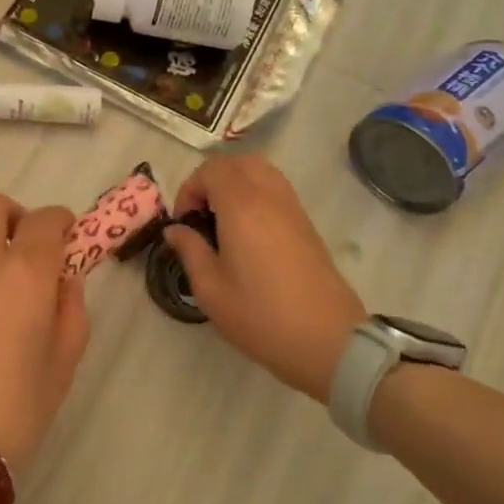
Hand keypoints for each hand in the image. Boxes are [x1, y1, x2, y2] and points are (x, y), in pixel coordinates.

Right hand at [165, 155, 366, 399]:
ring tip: (221, 222)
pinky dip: (255, 196)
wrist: (328, 341)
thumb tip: (175, 230)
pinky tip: (246, 234)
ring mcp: (293, 209)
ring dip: (235, 184)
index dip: (190, 189)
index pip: (211, 170)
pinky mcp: (307, 224)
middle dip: (211, 179)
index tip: (183, 223)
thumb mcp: (210, 289)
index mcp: (242, 208)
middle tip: (200, 215)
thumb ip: (189, 250)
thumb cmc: (260, 316)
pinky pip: (276, 190)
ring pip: (261, 172)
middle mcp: (270, 198)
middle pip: (238, 162)